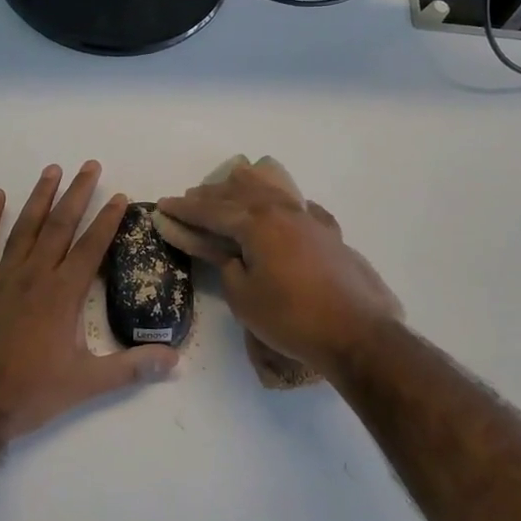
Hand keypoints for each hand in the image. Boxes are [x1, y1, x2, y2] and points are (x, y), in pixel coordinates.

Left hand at [0, 162, 179, 438]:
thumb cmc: (29, 394)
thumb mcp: (87, 384)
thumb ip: (132, 367)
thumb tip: (176, 359)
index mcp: (62, 295)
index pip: (91, 247)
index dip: (107, 220)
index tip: (119, 195)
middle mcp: (34, 276)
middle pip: (59, 225)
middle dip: (77, 194)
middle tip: (89, 165)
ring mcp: (1, 279)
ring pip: (24, 227)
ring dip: (40, 197)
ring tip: (52, 169)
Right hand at [157, 162, 401, 381]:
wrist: (356, 332)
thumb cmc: (291, 318)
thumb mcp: (244, 297)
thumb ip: (227, 267)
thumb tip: (226, 253)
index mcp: (257, 223)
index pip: (213, 211)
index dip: (186, 210)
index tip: (164, 205)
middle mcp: (283, 211)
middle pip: (242, 194)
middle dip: (212, 195)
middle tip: (190, 198)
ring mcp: (310, 220)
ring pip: (273, 193)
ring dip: (247, 191)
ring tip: (231, 188)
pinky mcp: (330, 235)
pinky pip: (301, 209)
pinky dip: (284, 204)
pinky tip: (286, 207)